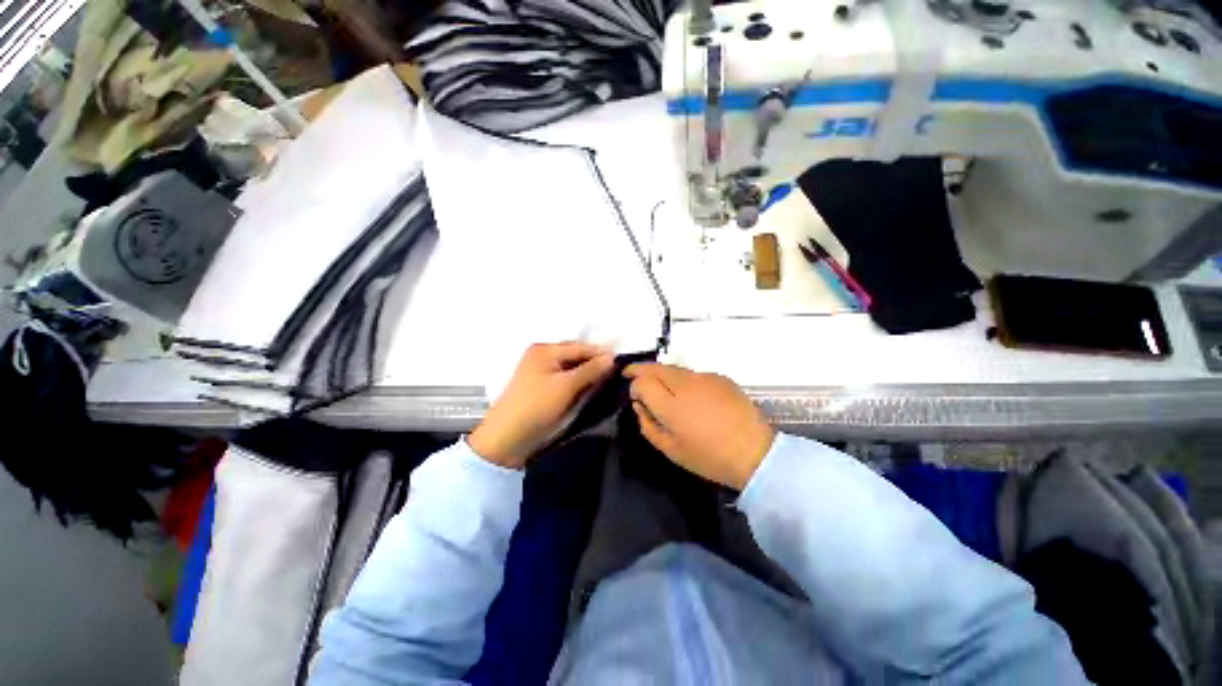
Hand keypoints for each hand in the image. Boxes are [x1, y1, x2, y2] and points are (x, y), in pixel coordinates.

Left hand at [469, 342, 614, 468]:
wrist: (507, 438)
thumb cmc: (536, 406)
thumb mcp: (566, 386)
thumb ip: (590, 370)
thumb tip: (611, 357)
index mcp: (545, 350)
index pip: (580, 347)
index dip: (600, 354)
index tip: (621, 361)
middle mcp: (543, 357)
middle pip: (576, 356)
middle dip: (595, 364)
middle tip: (617, 373)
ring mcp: (543, 373)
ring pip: (573, 369)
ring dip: (588, 375)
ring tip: (610, 380)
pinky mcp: (544, 389)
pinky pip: (567, 380)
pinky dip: (580, 383)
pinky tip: (593, 389)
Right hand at [624, 363, 774, 489]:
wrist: (755, 452)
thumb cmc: (709, 457)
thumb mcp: (670, 449)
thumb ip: (647, 424)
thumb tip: (639, 405)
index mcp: (671, 405)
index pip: (642, 381)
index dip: (634, 385)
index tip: (635, 395)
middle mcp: (685, 384)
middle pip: (656, 367)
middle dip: (640, 369)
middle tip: (631, 373)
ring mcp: (705, 377)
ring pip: (674, 368)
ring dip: (661, 373)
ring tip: (660, 384)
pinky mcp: (720, 377)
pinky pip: (693, 374)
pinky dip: (683, 379)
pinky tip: (689, 394)